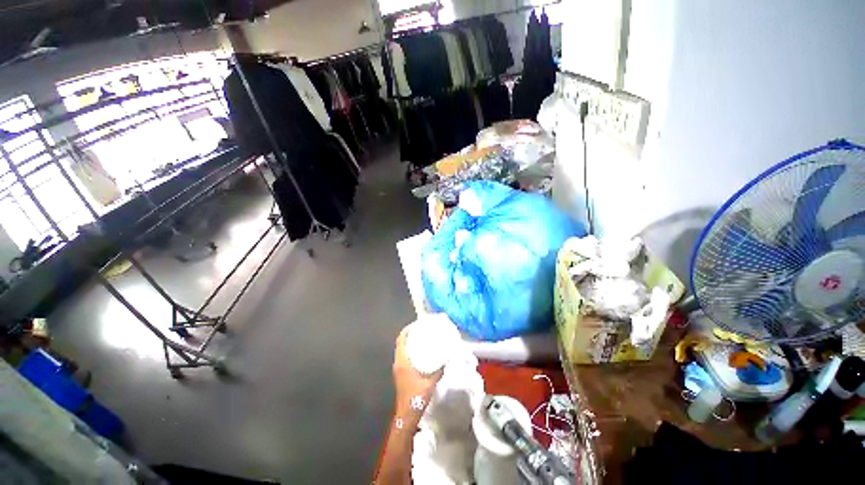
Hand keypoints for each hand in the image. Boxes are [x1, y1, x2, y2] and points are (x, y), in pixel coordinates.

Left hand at [393, 325, 442, 414]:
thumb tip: (446, 358)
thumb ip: (439, 370)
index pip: (401, 340)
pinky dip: (409, 350)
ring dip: (409, 342)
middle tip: (421, 329)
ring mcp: (398, 368)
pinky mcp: (400, 373)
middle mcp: (398, 363)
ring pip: (401, 349)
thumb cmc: (416, 397)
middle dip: (409, 334)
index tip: (416, 324)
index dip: (407, 330)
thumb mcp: (430, 382)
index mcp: (402, 362)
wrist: (407, 415)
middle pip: (401, 343)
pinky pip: (403, 356)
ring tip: (421, 337)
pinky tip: (419, 352)